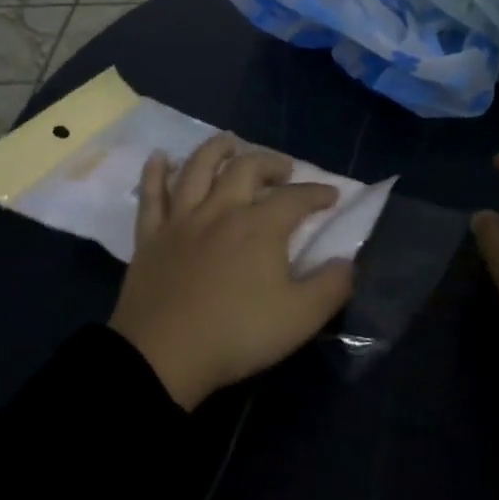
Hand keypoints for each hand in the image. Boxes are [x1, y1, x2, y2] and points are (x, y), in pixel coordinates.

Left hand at [109, 133, 355, 409]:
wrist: (162, 357)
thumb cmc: (237, 335)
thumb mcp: (301, 318)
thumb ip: (332, 286)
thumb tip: (347, 262)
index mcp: (260, 227)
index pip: (296, 197)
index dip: (318, 193)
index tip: (332, 196)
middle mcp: (221, 210)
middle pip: (247, 169)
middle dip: (271, 163)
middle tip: (284, 170)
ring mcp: (182, 221)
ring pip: (198, 169)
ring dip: (217, 149)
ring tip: (230, 142)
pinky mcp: (151, 237)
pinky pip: (151, 195)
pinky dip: (155, 172)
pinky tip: (161, 158)